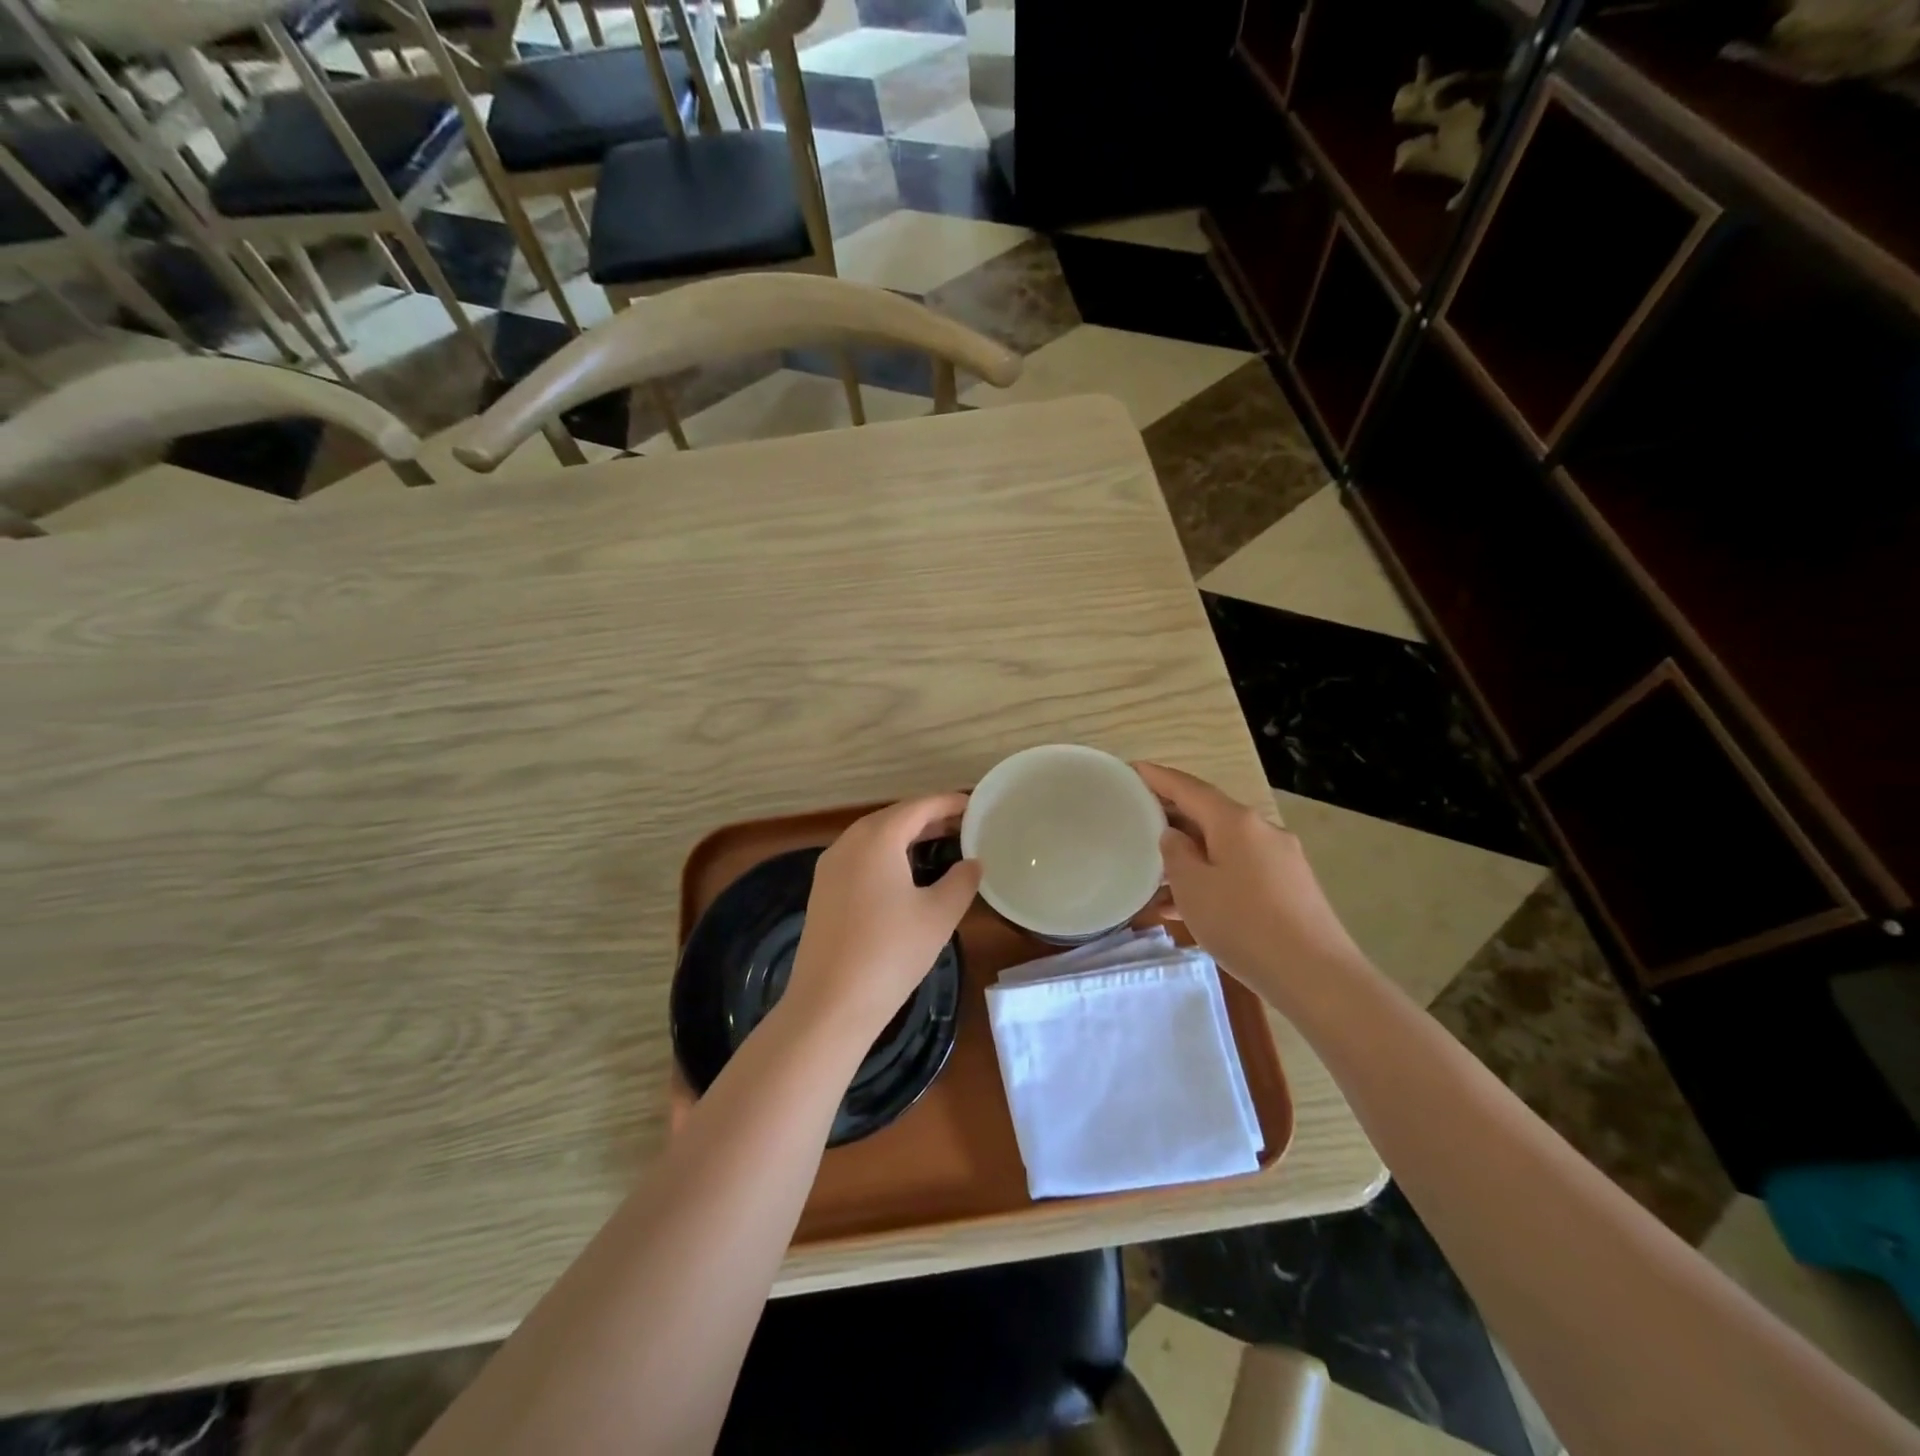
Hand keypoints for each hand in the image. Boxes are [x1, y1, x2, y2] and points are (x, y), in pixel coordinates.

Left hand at [782, 793, 983, 1048]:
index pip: (918, 807)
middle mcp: (848, 843)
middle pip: (893, 817)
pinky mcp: (823, 890)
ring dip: (905, 836)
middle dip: (927, 817)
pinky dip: (886, 854)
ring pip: (873, 837)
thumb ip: (961, 881)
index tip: (974, 805)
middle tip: (962, 825)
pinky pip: (860, 857)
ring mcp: (830, 867)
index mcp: (876, 839)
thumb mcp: (938, 916)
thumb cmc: (890, 953)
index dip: (947, 803)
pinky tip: (904, 873)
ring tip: (938, 843)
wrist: (829, 1004)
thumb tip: (973, 863)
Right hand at [1133, 762, 1365, 996]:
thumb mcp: (1193, 887)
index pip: (1189, 788)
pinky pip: (1239, 871)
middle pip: (1209, 814)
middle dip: (1173, 817)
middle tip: (1137, 819)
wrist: (1315, 976)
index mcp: (1236, 821)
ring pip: (1223, 847)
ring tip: (1154, 873)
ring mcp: (1279, 859)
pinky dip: (1212, 878)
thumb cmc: (1243, 924)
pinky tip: (1186, 906)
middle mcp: (1261, 831)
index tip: (1132, 769)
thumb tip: (1175, 836)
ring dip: (1190, 855)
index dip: (1158, 777)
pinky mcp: (1289, 888)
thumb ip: (1176, 854)